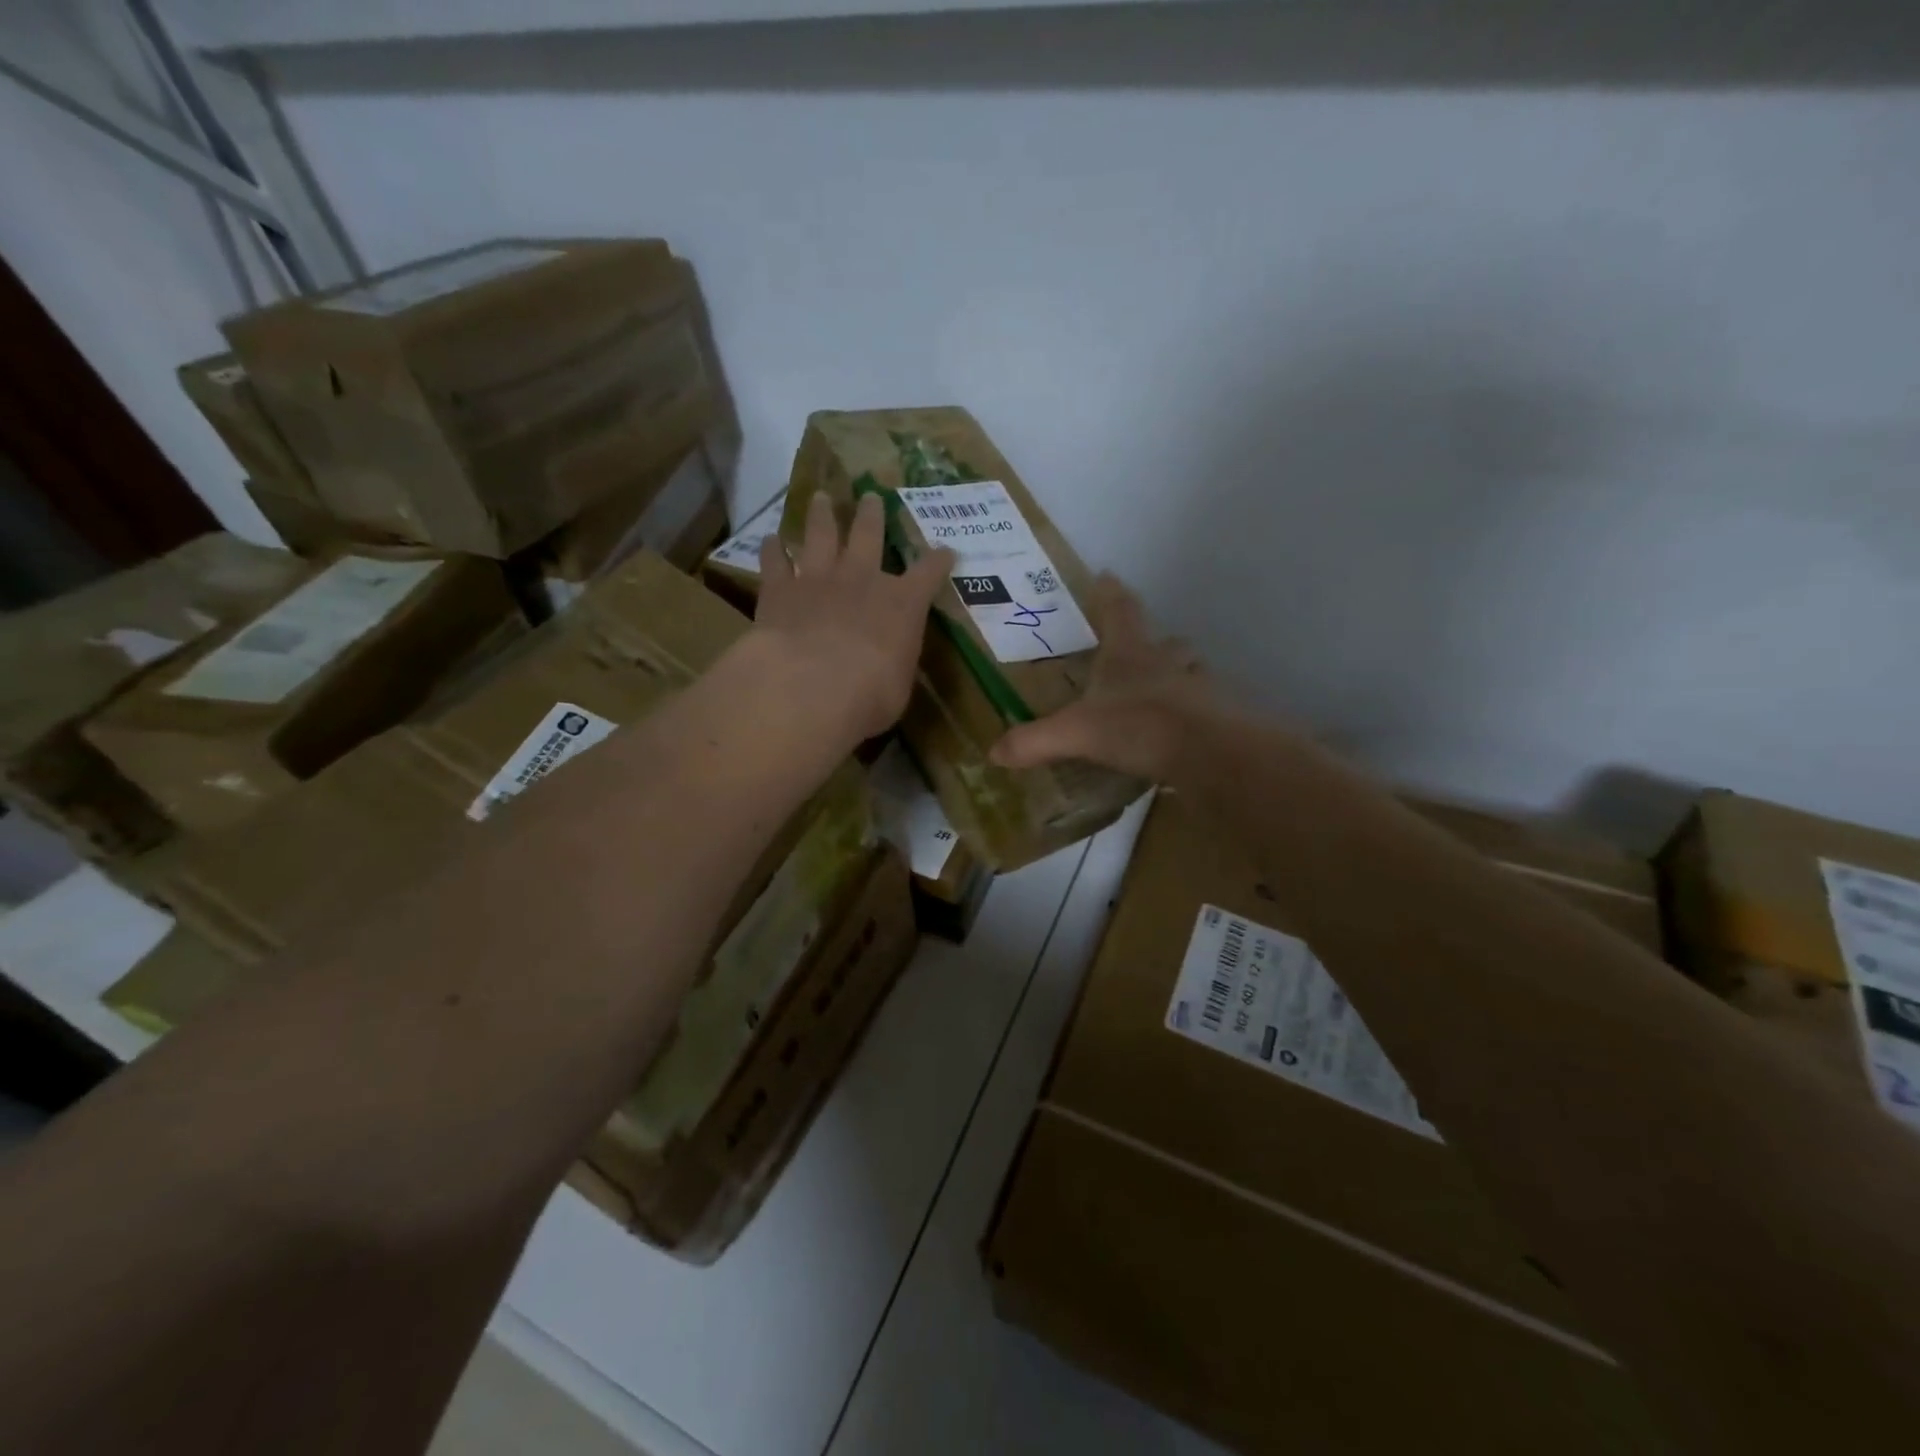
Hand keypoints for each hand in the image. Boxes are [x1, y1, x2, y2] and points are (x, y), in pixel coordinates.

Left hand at [750, 491, 953, 745]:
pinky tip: (769, 540)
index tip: (946, 551)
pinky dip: (771, 549)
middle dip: (872, 515)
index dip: (938, 561)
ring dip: (821, 515)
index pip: (929, 574)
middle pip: (869, 535)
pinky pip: (774, 561)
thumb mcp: (899, 685)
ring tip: (820, 497)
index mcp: (903, 604)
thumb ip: (895, 665)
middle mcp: (863, 580)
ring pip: (820, 534)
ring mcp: (819, 578)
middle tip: (870, 497)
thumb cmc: (871, 694)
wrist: (813, 686)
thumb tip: (890, 665)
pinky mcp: (779, 589)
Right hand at [990, 574, 1217, 781]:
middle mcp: (1167, 663)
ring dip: (1179, 675)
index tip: (1106, 575)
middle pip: (1167, 641)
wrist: (1205, 752)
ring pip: (1191, 672)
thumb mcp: (1075, 734)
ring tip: (1164, 691)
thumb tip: (994, 752)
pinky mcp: (1216, 719)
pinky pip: (1204, 710)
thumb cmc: (1137, 726)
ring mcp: (1197, 689)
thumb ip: (1035, 741)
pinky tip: (1178, 733)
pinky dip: (1192, 715)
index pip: (1120, 611)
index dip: (1111, 593)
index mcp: (1130, 654)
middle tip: (1142, 650)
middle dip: (1156, 642)